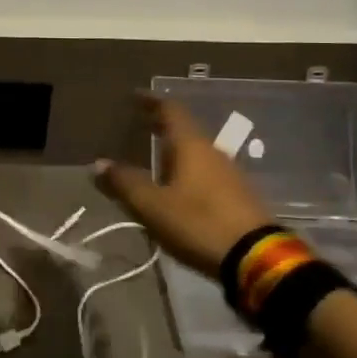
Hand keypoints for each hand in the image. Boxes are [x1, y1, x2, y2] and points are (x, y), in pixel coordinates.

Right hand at [92, 96, 274, 276]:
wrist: (257, 260)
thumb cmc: (199, 223)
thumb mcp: (152, 205)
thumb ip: (124, 182)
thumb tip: (99, 163)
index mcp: (191, 145)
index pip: (171, 110)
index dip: (151, 101)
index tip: (135, 96)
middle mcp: (213, 152)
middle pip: (185, 130)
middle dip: (161, 127)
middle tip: (140, 126)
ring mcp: (230, 174)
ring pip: (197, 153)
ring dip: (175, 153)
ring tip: (154, 161)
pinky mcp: (239, 197)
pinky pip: (207, 174)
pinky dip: (187, 172)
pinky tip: (178, 189)